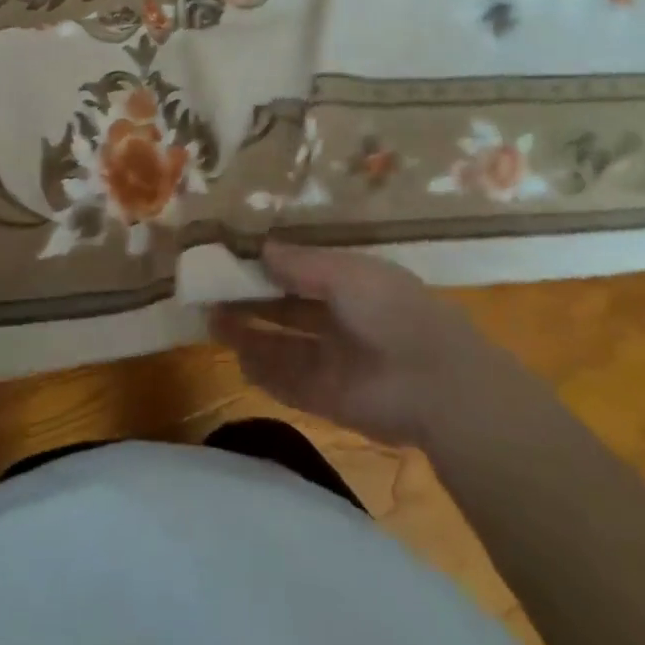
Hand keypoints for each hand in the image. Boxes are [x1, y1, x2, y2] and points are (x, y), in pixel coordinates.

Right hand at [210, 242, 509, 447]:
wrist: (433, 383)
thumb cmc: (390, 309)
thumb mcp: (344, 272)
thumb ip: (301, 263)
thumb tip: (262, 247)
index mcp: (350, 283)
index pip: (301, 270)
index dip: (268, 264)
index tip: (231, 255)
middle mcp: (338, 319)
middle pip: (286, 307)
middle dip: (251, 298)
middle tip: (211, 288)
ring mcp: (332, 359)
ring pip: (281, 343)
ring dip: (249, 333)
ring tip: (212, 319)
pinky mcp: (326, 397)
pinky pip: (285, 381)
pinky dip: (261, 370)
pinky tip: (235, 355)